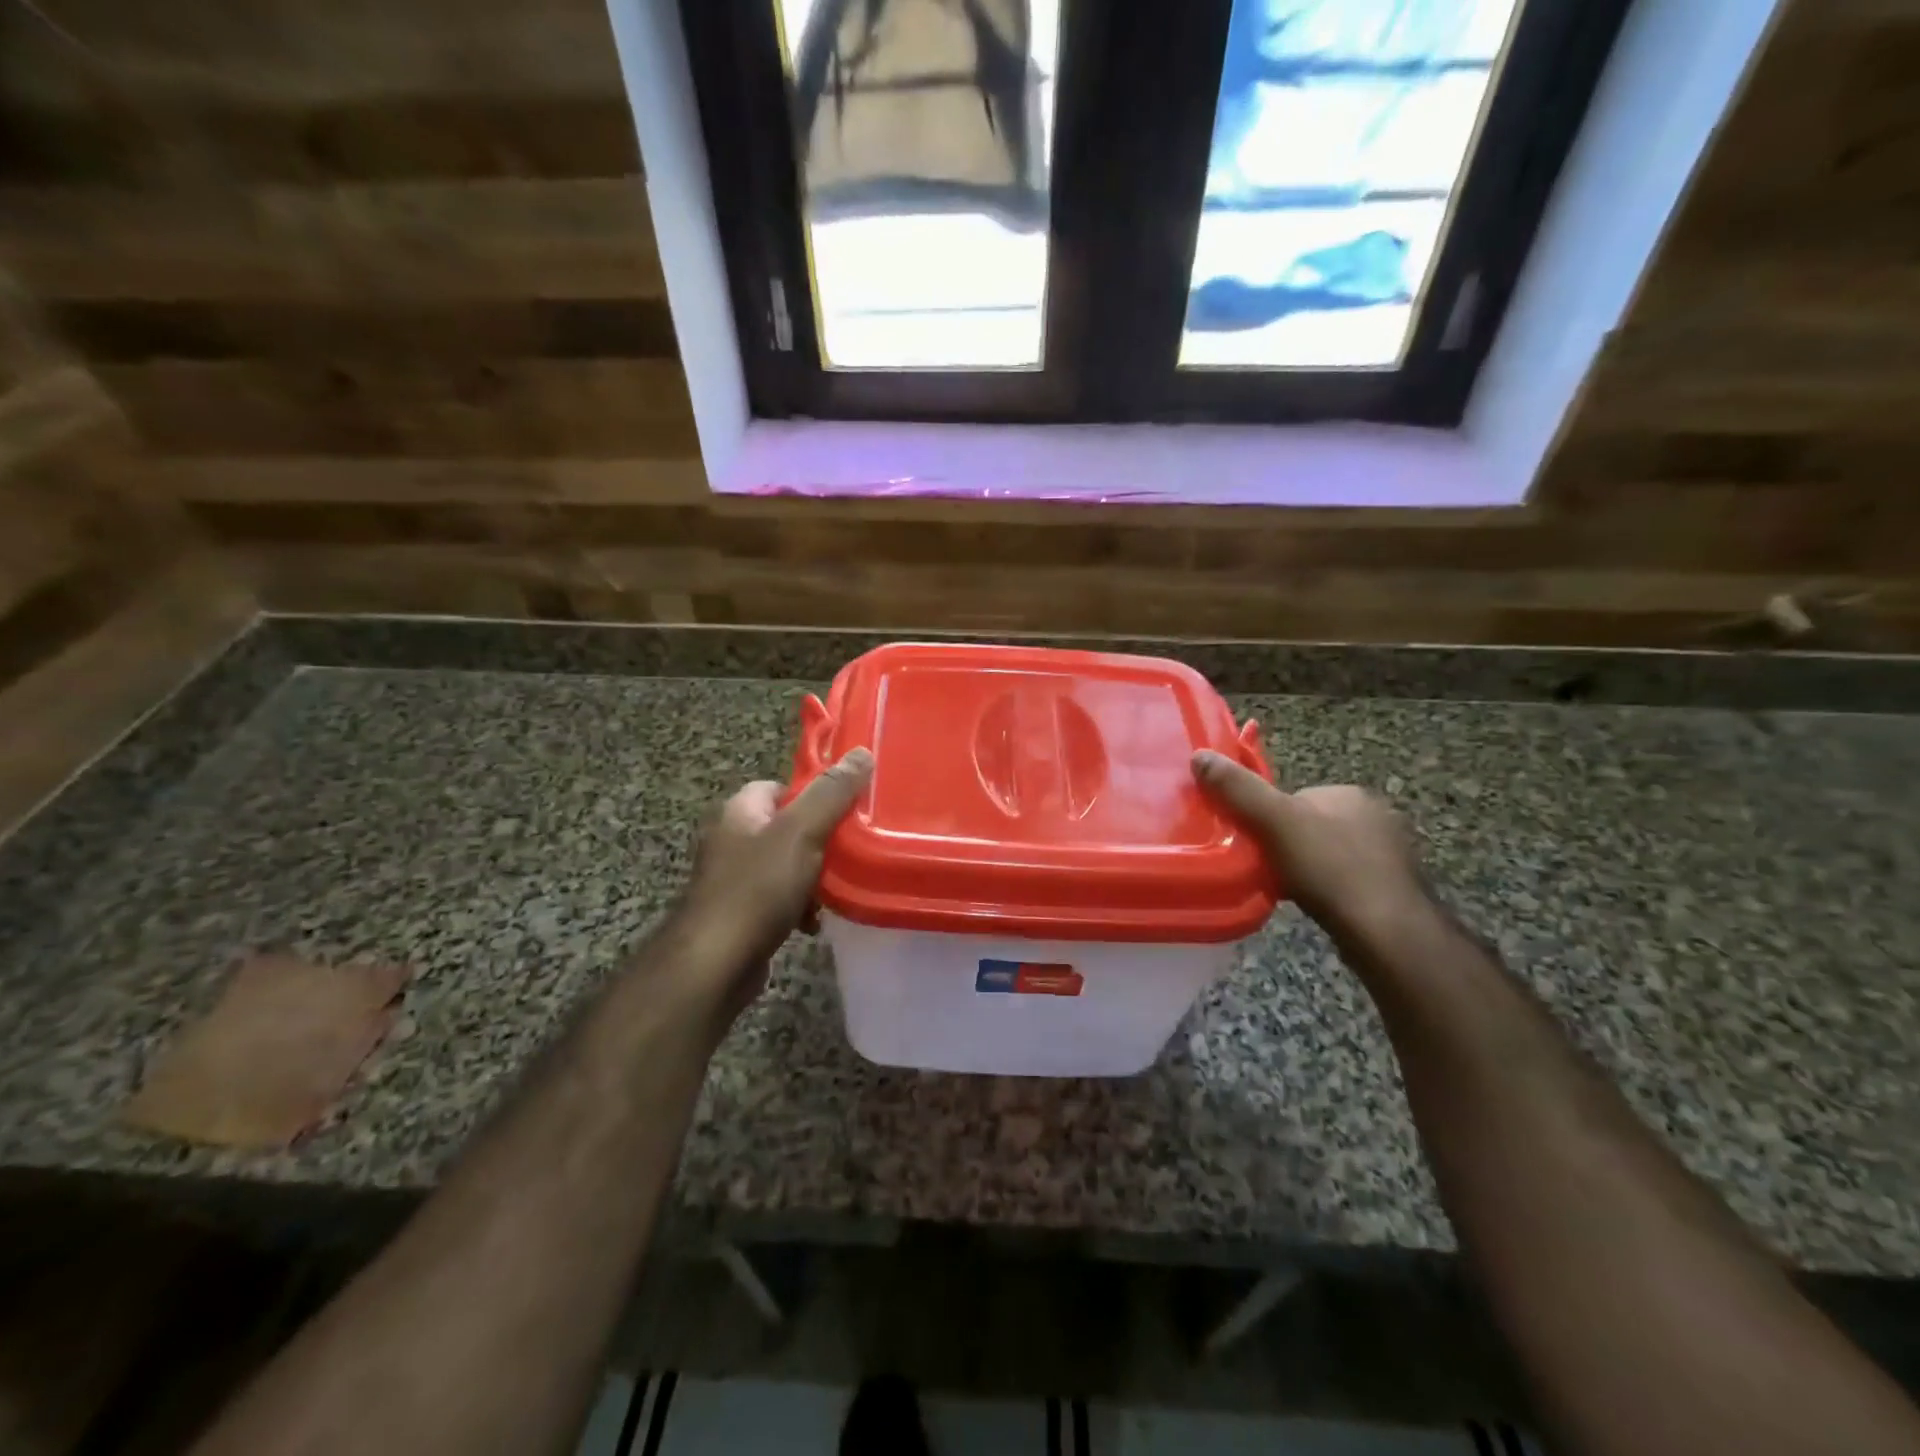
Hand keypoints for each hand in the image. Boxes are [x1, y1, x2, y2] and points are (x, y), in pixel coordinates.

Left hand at [670, 748, 873, 1009]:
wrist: (716, 963)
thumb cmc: (757, 888)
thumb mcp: (801, 832)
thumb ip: (832, 793)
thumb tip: (862, 752)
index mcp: (740, 810)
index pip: (780, 786)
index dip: (814, 795)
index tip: (846, 810)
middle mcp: (731, 838)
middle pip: (787, 826)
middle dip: (819, 840)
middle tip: (850, 851)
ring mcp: (732, 878)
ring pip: (786, 865)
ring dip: (813, 877)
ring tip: (838, 889)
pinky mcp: (739, 912)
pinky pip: (778, 898)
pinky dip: (799, 906)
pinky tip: (815, 921)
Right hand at [1192, 749, 1429, 944]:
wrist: (1386, 932)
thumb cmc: (1330, 868)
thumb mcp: (1274, 822)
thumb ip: (1238, 789)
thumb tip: (1200, 755)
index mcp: (1351, 793)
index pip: (1297, 796)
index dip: (1269, 816)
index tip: (1253, 840)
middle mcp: (1377, 816)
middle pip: (1312, 825)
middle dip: (1289, 844)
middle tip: (1266, 868)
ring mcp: (1391, 855)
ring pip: (1330, 854)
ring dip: (1308, 869)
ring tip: (1288, 889)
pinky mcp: (1395, 889)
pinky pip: (1348, 881)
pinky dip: (1329, 890)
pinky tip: (1316, 905)